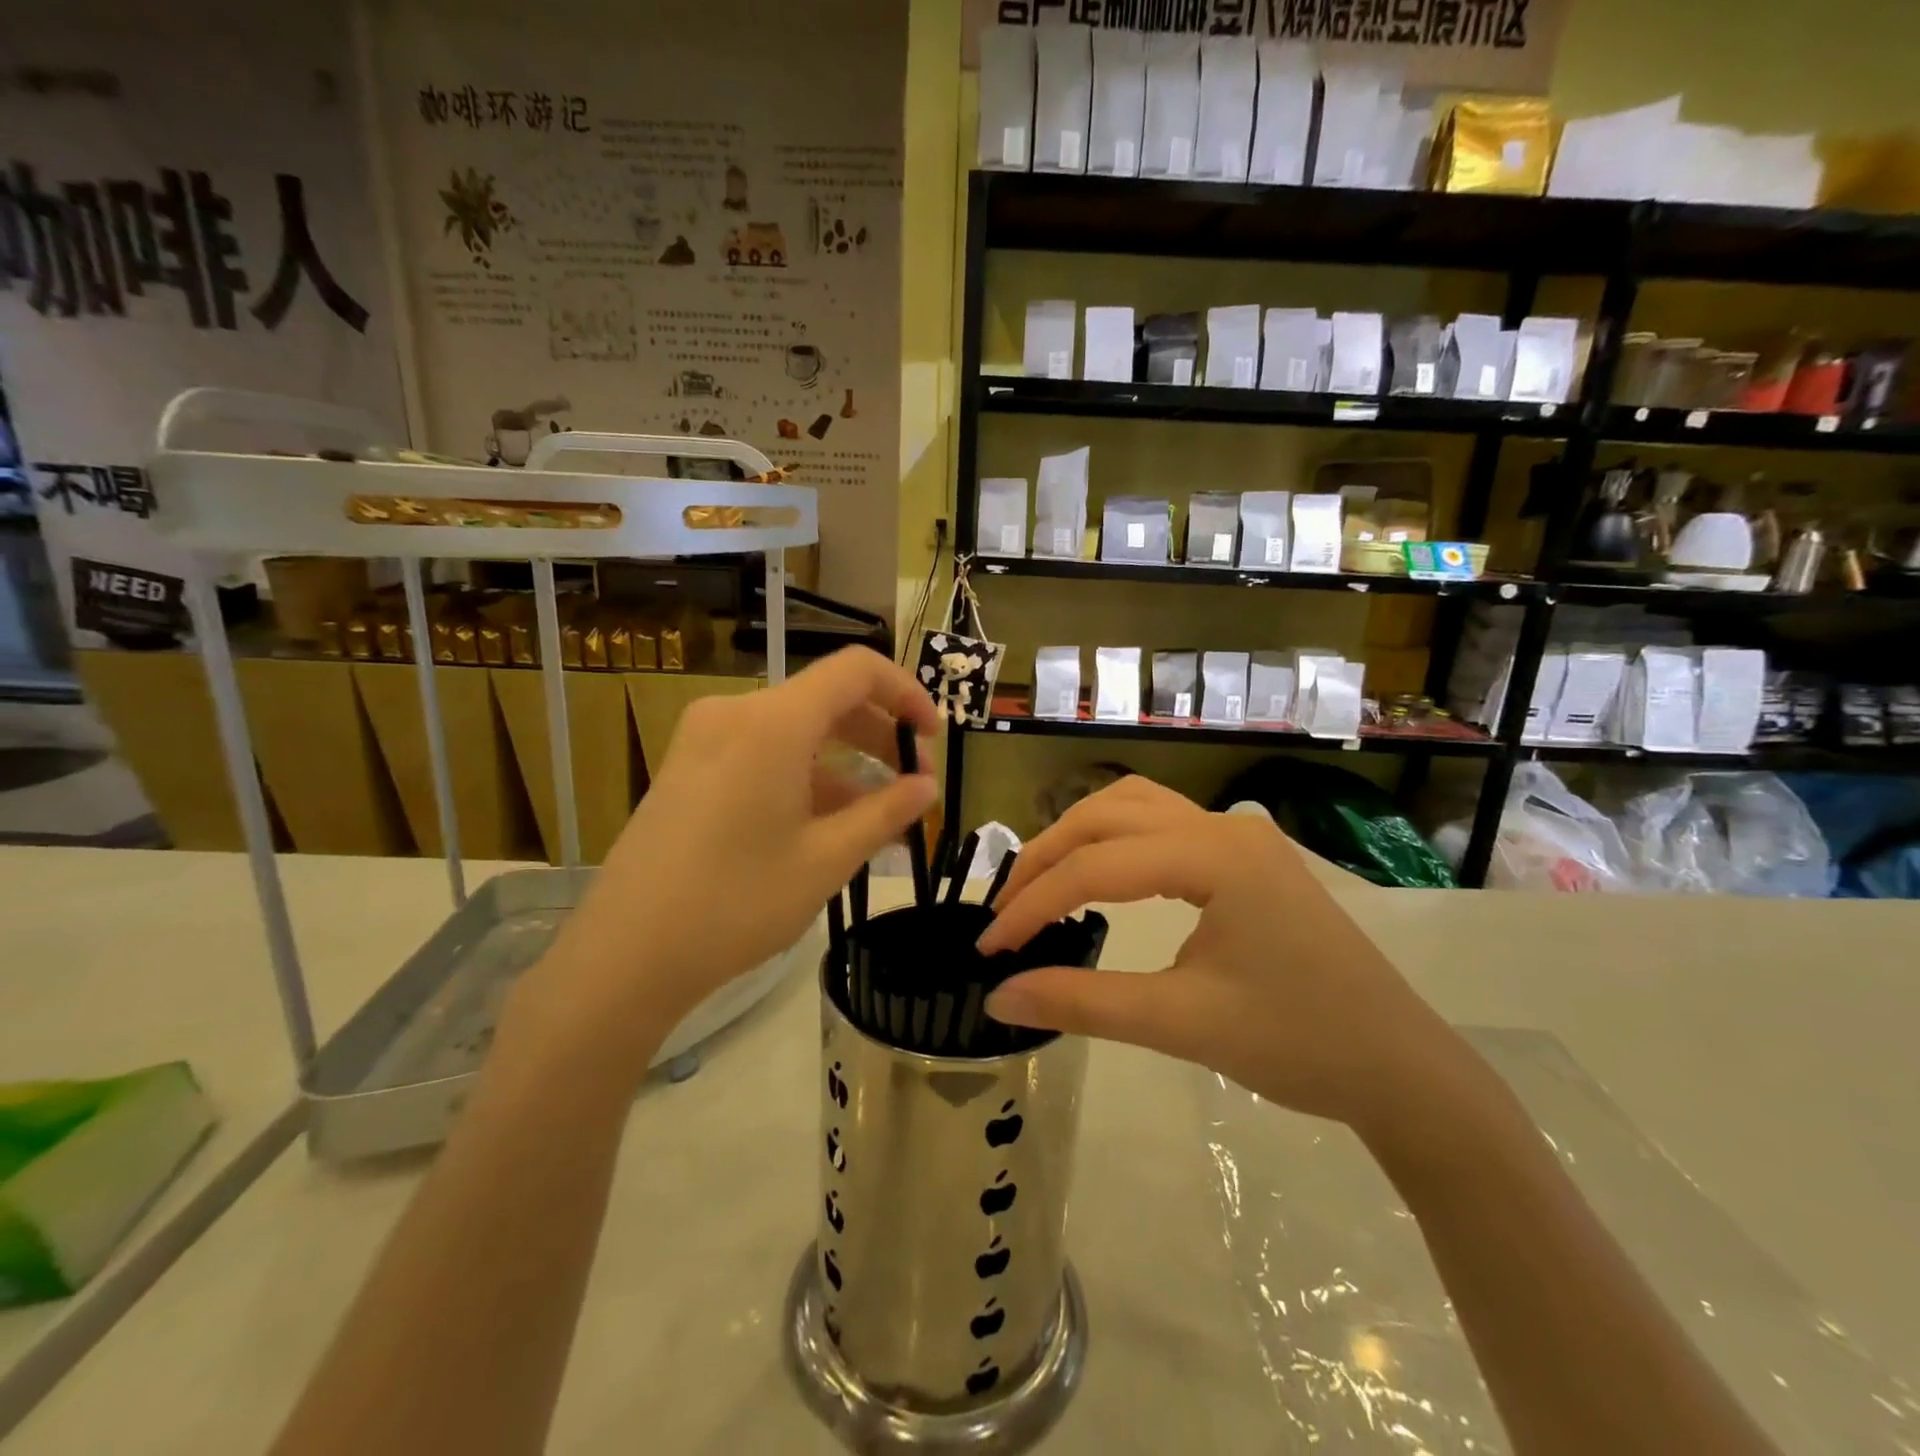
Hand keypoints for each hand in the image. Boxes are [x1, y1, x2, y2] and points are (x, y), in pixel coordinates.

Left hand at [506, 647, 938, 1078]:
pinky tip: (825, 823)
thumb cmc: (737, 902)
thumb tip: (927, 788)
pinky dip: (803, 775)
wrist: (626, 954)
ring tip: (877, 816)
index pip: (856, 671)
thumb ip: (885, 813)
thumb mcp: (826, 859)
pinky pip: (762, 752)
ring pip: (795, 730)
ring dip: (844, 761)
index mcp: (773, 722)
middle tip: (914, 786)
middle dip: (879, 735)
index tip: (932, 737)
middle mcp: (736, 713)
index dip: (906, 693)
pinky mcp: (688, 768)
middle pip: (826, 700)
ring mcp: (704, 739)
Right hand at [976, 778, 1471, 1138]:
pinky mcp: (1246, 856)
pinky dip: (1114, 841)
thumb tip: (998, 997)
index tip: (989, 949)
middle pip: (1108, 814)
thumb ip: (1082, 1004)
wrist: (1401, 1069)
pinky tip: (1100, 875)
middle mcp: (1224, 826)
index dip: (1033, 905)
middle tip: (1005, 910)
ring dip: (1079, 837)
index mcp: (1215, 855)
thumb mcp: (1181, 1024)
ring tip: (1040, 884)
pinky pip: (1162, 825)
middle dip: (1047, 858)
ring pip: (1134, 806)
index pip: (1098, 867)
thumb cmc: (1298, 1044)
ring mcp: (1240, 836)